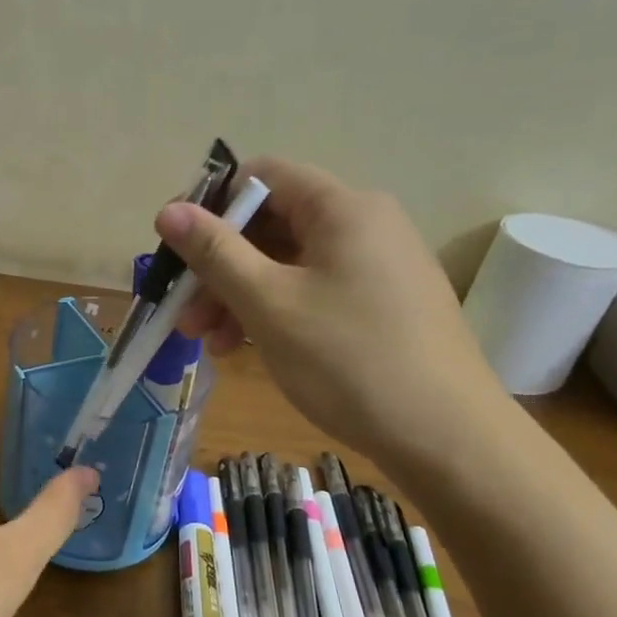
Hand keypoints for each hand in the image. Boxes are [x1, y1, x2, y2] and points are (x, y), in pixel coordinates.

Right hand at [157, 157, 510, 473]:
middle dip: (219, 266)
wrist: (448, 439)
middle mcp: (365, 224)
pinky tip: (247, 349)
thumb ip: (214, 252)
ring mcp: (378, 266)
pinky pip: (313, 290)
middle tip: (186, 314)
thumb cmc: (349, 360)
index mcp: (342, 208)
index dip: (211, 204)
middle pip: (271, 224)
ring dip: (240, 295)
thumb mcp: (268, 304)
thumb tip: (168, 210)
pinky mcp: (383, 304)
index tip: (174, 248)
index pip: (263, 176)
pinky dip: (274, 311)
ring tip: (210, 343)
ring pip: (288, 263)